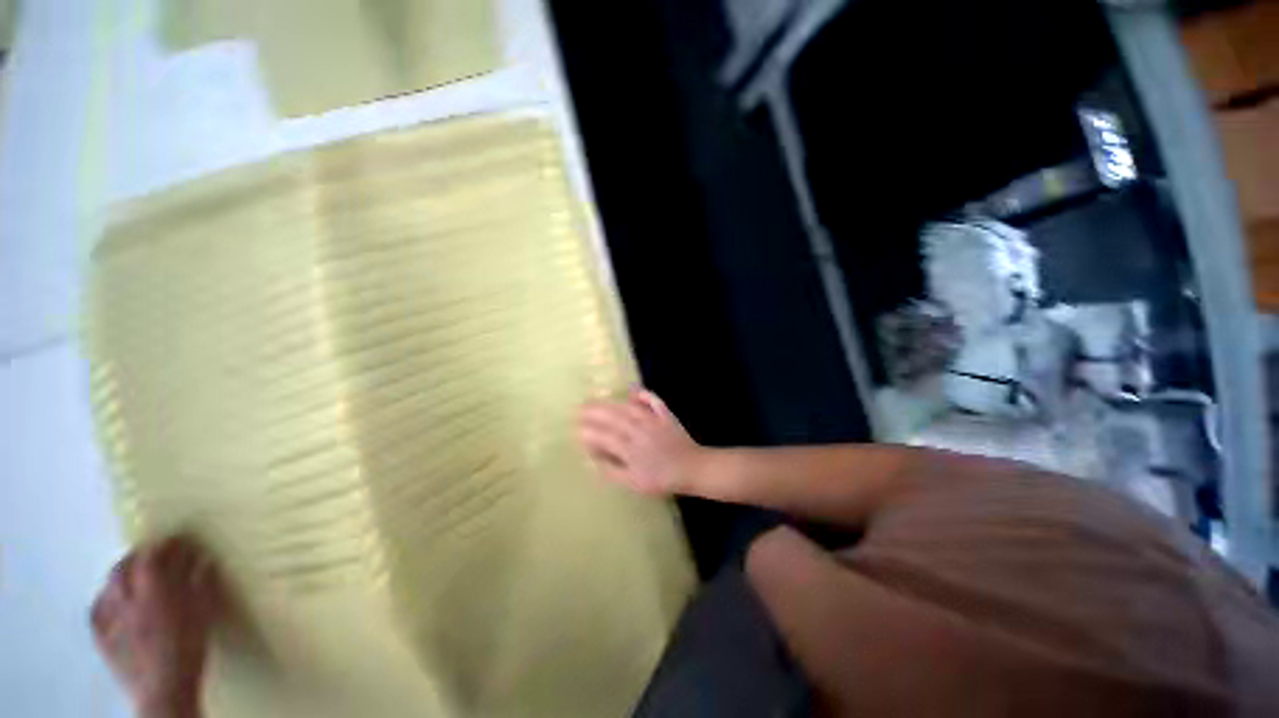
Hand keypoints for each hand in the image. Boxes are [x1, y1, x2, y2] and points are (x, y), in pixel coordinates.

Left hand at [91, 536, 222, 717]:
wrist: (164, 689)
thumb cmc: (189, 649)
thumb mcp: (203, 615)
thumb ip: (202, 585)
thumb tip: (204, 561)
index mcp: (154, 590)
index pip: (155, 556)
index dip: (167, 545)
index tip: (180, 541)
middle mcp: (127, 597)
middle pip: (125, 567)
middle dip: (138, 555)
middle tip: (153, 552)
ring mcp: (110, 616)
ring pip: (109, 584)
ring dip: (120, 572)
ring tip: (132, 571)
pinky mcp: (101, 634)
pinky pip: (96, 608)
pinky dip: (104, 597)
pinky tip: (109, 598)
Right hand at [578, 388, 705, 494]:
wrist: (692, 469)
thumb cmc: (662, 479)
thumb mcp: (635, 483)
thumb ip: (613, 471)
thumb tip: (593, 461)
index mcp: (630, 448)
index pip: (604, 437)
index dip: (589, 432)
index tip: (576, 428)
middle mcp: (638, 430)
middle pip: (613, 418)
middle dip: (594, 411)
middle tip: (579, 407)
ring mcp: (653, 421)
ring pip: (628, 408)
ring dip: (611, 402)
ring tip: (597, 398)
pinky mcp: (665, 416)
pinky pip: (653, 401)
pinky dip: (643, 394)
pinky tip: (633, 390)